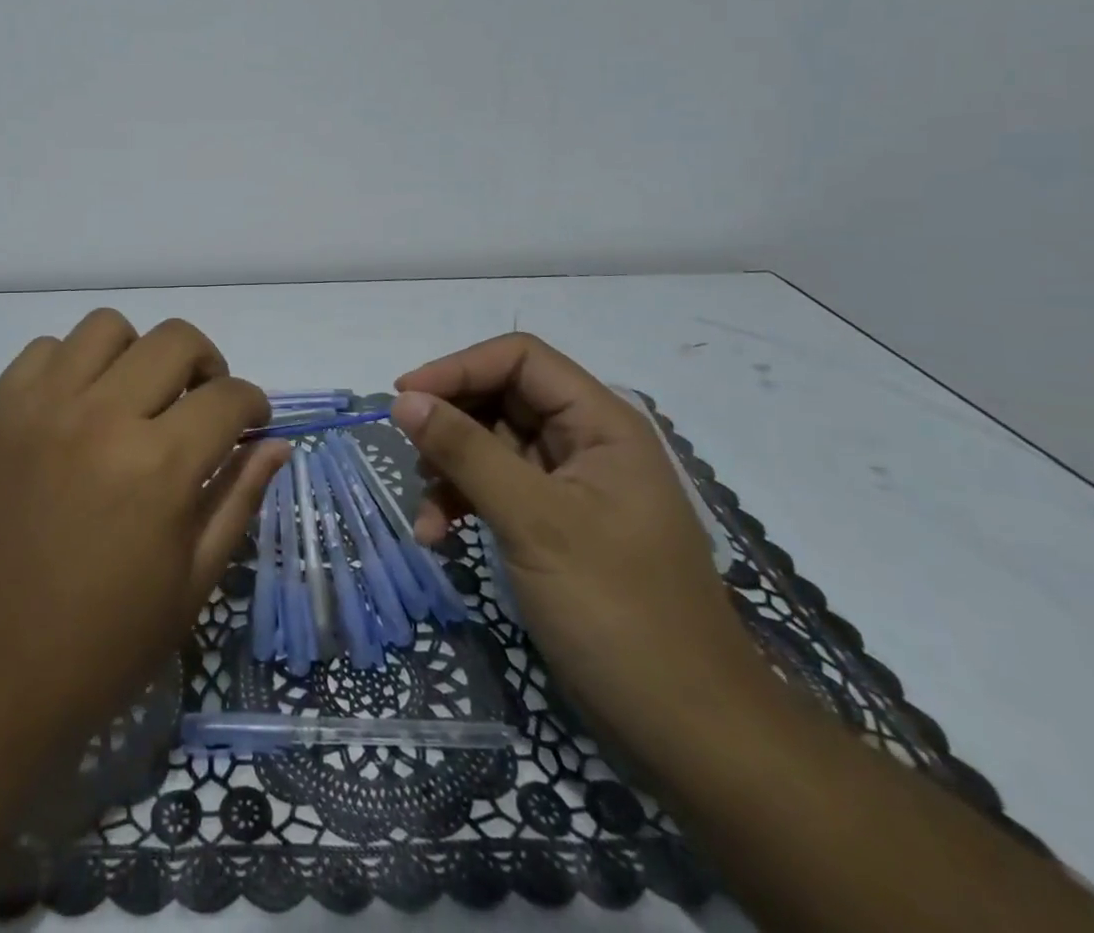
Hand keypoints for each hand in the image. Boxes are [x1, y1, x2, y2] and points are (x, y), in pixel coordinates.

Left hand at [0, 310, 287, 746]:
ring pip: (107, 328)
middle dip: (206, 365)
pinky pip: (44, 350)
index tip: (249, 424)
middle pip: (176, 340)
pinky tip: (75, 409)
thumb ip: (238, 498)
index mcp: (159, 466)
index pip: (229, 396)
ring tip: (133, 398)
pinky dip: (71, 366)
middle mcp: (102, 417)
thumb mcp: (193, 583)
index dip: (253, 405)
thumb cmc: (105, 642)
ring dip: (136, 355)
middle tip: (199, 404)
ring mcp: (41, 407)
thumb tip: (276, 442)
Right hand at [392, 333, 773, 772]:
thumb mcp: (534, 522)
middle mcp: (587, 442)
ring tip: (426, 513)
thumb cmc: (619, 613)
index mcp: (601, 423)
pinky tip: (438, 536)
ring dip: (450, 470)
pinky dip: (463, 504)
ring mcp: (571, 486)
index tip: (404, 397)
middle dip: (451, 424)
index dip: (459, 367)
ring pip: (492, 445)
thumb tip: (404, 398)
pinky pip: (496, 489)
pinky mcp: (555, 525)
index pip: (520, 359)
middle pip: (502, 398)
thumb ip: (467, 452)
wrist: (689, 732)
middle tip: (409, 453)